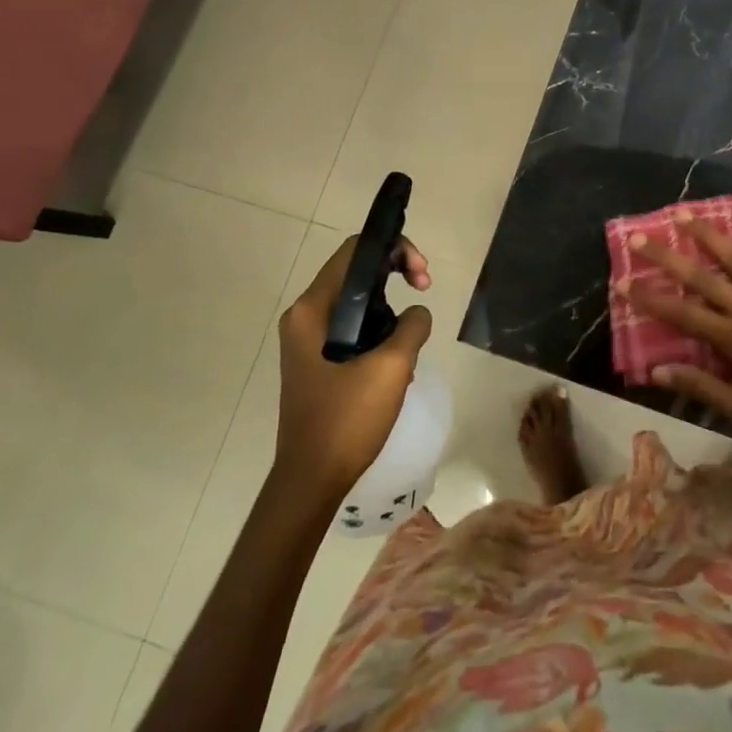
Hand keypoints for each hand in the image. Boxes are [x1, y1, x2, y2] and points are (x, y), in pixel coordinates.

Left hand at [274, 235, 431, 499]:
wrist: (311, 481)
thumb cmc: (346, 420)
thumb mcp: (392, 368)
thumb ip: (412, 326)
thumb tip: (417, 313)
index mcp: (313, 309)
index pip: (355, 251)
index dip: (395, 249)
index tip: (423, 277)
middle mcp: (305, 316)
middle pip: (356, 272)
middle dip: (396, 274)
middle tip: (425, 291)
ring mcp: (307, 340)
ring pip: (357, 302)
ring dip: (390, 309)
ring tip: (412, 338)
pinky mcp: (316, 361)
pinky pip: (351, 328)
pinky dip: (377, 331)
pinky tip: (396, 361)